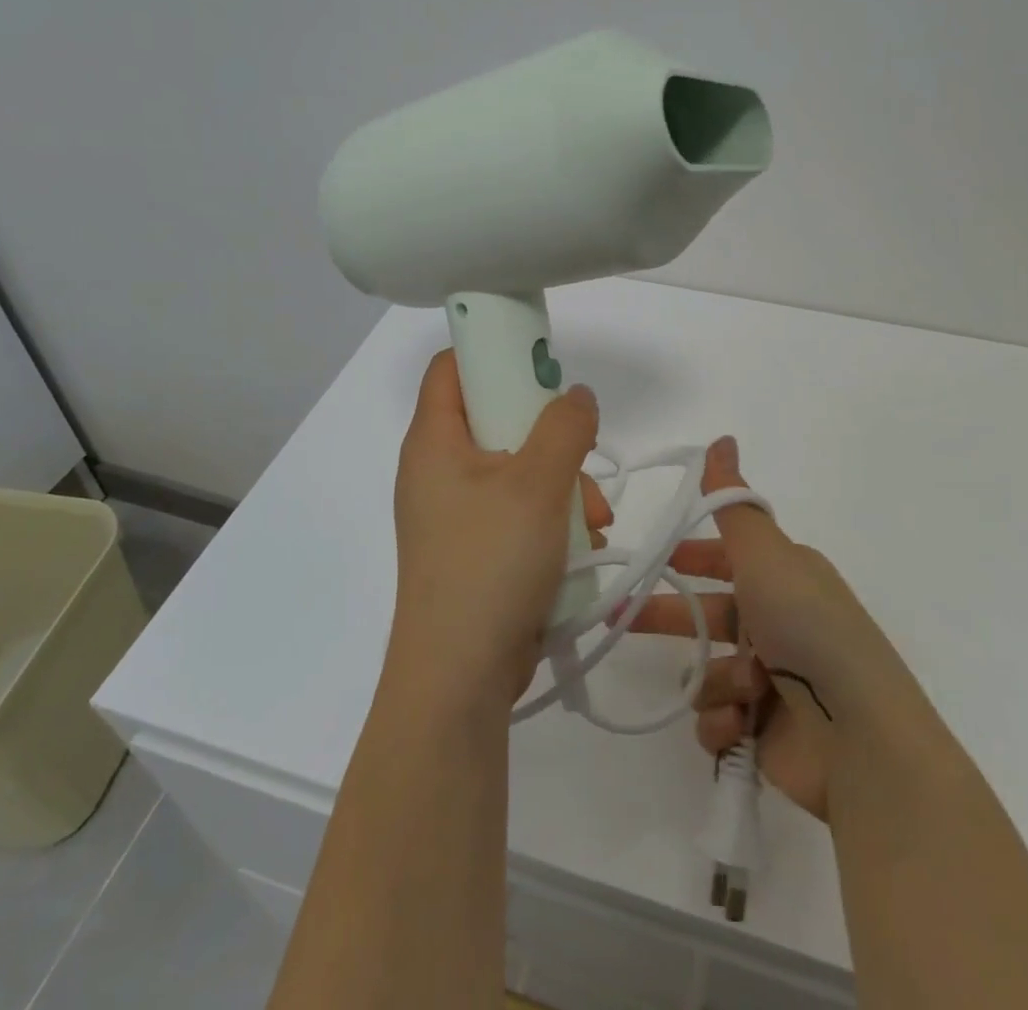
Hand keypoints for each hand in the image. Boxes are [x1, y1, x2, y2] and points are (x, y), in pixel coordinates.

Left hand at [389, 350, 612, 709]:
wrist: (459, 678)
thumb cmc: (490, 563)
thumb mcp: (537, 484)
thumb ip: (564, 426)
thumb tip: (576, 396)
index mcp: (434, 440)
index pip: (452, 367)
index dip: (492, 350)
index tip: (540, 360)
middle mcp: (437, 469)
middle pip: (494, 417)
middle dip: (548, 433)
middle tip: (581, 450)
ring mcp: (454, 512)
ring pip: (515, 468)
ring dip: (561, 482)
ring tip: (593, 517)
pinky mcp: (473, 548)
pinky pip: (515, 510)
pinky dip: (550, 517)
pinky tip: (582, 543)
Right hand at [629, 437, 926, 821]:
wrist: (860, 736)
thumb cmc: (806, 627)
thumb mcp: (765, 552)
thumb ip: (731, 500)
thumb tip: (721, 438)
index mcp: (783, 578)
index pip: (725, 559)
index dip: (689, 557)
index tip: (651, 561)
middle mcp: (778, 624)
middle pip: (707, 614)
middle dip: (668, 617)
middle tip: (617, 620)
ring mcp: (774, 682)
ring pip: (709, 670)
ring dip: (715, 681)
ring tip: (742, 692)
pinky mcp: (766, 732)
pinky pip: (719, 718)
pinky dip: (724, 721)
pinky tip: (742, 724)